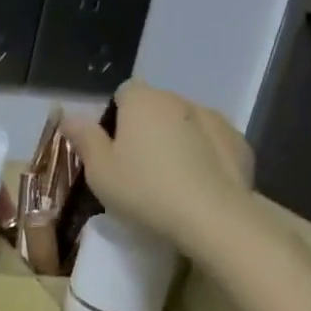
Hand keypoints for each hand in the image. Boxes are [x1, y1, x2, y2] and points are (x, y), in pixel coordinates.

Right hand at [61, 81, 256, 255]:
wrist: (214, 218)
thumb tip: (69, 116)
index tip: (111, 146)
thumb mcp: (99, 170)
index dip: (114, 116)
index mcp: (143, 101)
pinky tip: (198, 183)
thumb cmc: (145, 190)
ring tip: (170, 177)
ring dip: (176, 139)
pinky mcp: (240, 144)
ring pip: (185, 123)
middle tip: (135, 165)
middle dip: (145, 127)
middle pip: (155, 106)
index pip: (124, 92)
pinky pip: (211, 142)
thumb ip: (84, 138)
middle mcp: (179, 100)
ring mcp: (215, 119)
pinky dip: (203, 154)